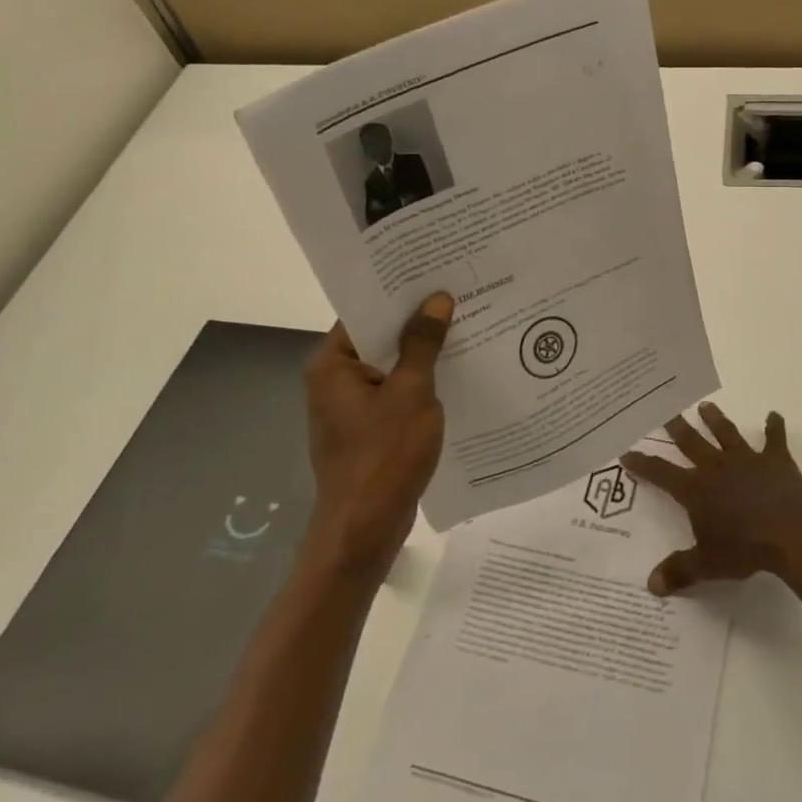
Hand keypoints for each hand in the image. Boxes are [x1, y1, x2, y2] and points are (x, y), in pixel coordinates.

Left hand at [303, 293, 453, 581]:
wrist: (365, 529)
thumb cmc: (384, 455)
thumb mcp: (411, 392)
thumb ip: (423, 343)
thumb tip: (437, 299)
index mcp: (333, 364)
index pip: (365, 312)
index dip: (400, 292)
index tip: (436, 273)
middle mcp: (336, 380)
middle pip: (380, 337)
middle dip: (418, 321)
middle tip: (461, 294)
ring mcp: (352, 407)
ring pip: (392, 366)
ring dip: (423, 353)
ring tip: (467, 326)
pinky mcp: (369, 429)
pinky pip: (397, 392)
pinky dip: (422, 382)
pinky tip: (457, 372)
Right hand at [621, 402, 801, 595]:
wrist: (789, 532)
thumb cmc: (744, 548)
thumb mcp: (707, 565)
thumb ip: (679, 571)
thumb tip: (651, 586)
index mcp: (696, 490)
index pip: (661, 473)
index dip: (643, 463)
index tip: (627, 451)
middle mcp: (717, 467)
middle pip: (691, 442)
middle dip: (677, 428)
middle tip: (666, 411)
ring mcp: (747, 460)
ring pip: (726, 433)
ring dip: (716, 419)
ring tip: (706, 405)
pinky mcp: (776, 461)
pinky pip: (774, 439)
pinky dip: (774, 426)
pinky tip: (773, 415)